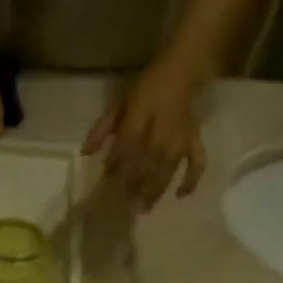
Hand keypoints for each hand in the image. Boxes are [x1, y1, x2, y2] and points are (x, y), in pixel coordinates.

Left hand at [82, 59, 207, 211]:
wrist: (181, 74)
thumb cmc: (145, 89)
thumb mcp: (119, 104)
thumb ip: (102, 129)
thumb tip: (85, 153)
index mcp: (142, 114)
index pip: (129, 142)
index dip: (118, 161)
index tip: (108, 178)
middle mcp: (163, 128)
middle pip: (148, 159)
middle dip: (136, 181)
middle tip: (124, 201)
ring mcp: (181, 137)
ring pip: (169, 167)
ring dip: (156, 189)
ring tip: (143, 208)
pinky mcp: (195, 141)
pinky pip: (197, 162)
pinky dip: (191, 179)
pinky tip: (180, 196)